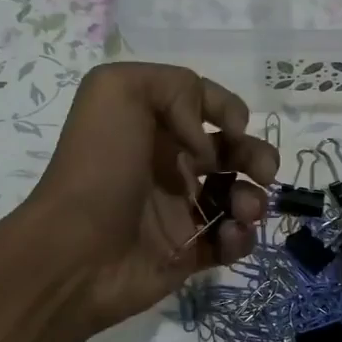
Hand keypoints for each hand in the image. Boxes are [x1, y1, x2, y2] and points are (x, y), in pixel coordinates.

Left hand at [25, 63, 277, 332]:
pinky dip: (240, 237)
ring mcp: (179, 212)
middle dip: (256, 156)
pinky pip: (229, 241)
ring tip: (245, 210)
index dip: (228, 111)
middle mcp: (167, 166)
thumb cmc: (98, 167)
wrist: (76, 252)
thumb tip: (207, 139)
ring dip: (253, 199)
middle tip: (265, 171)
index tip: (236, 127)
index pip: (204, 109)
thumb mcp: (118, 90)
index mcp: (151, 127)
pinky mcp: (188, 254)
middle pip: (229, 154)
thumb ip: (175, 88)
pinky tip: (227, 236)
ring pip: (237, 198)